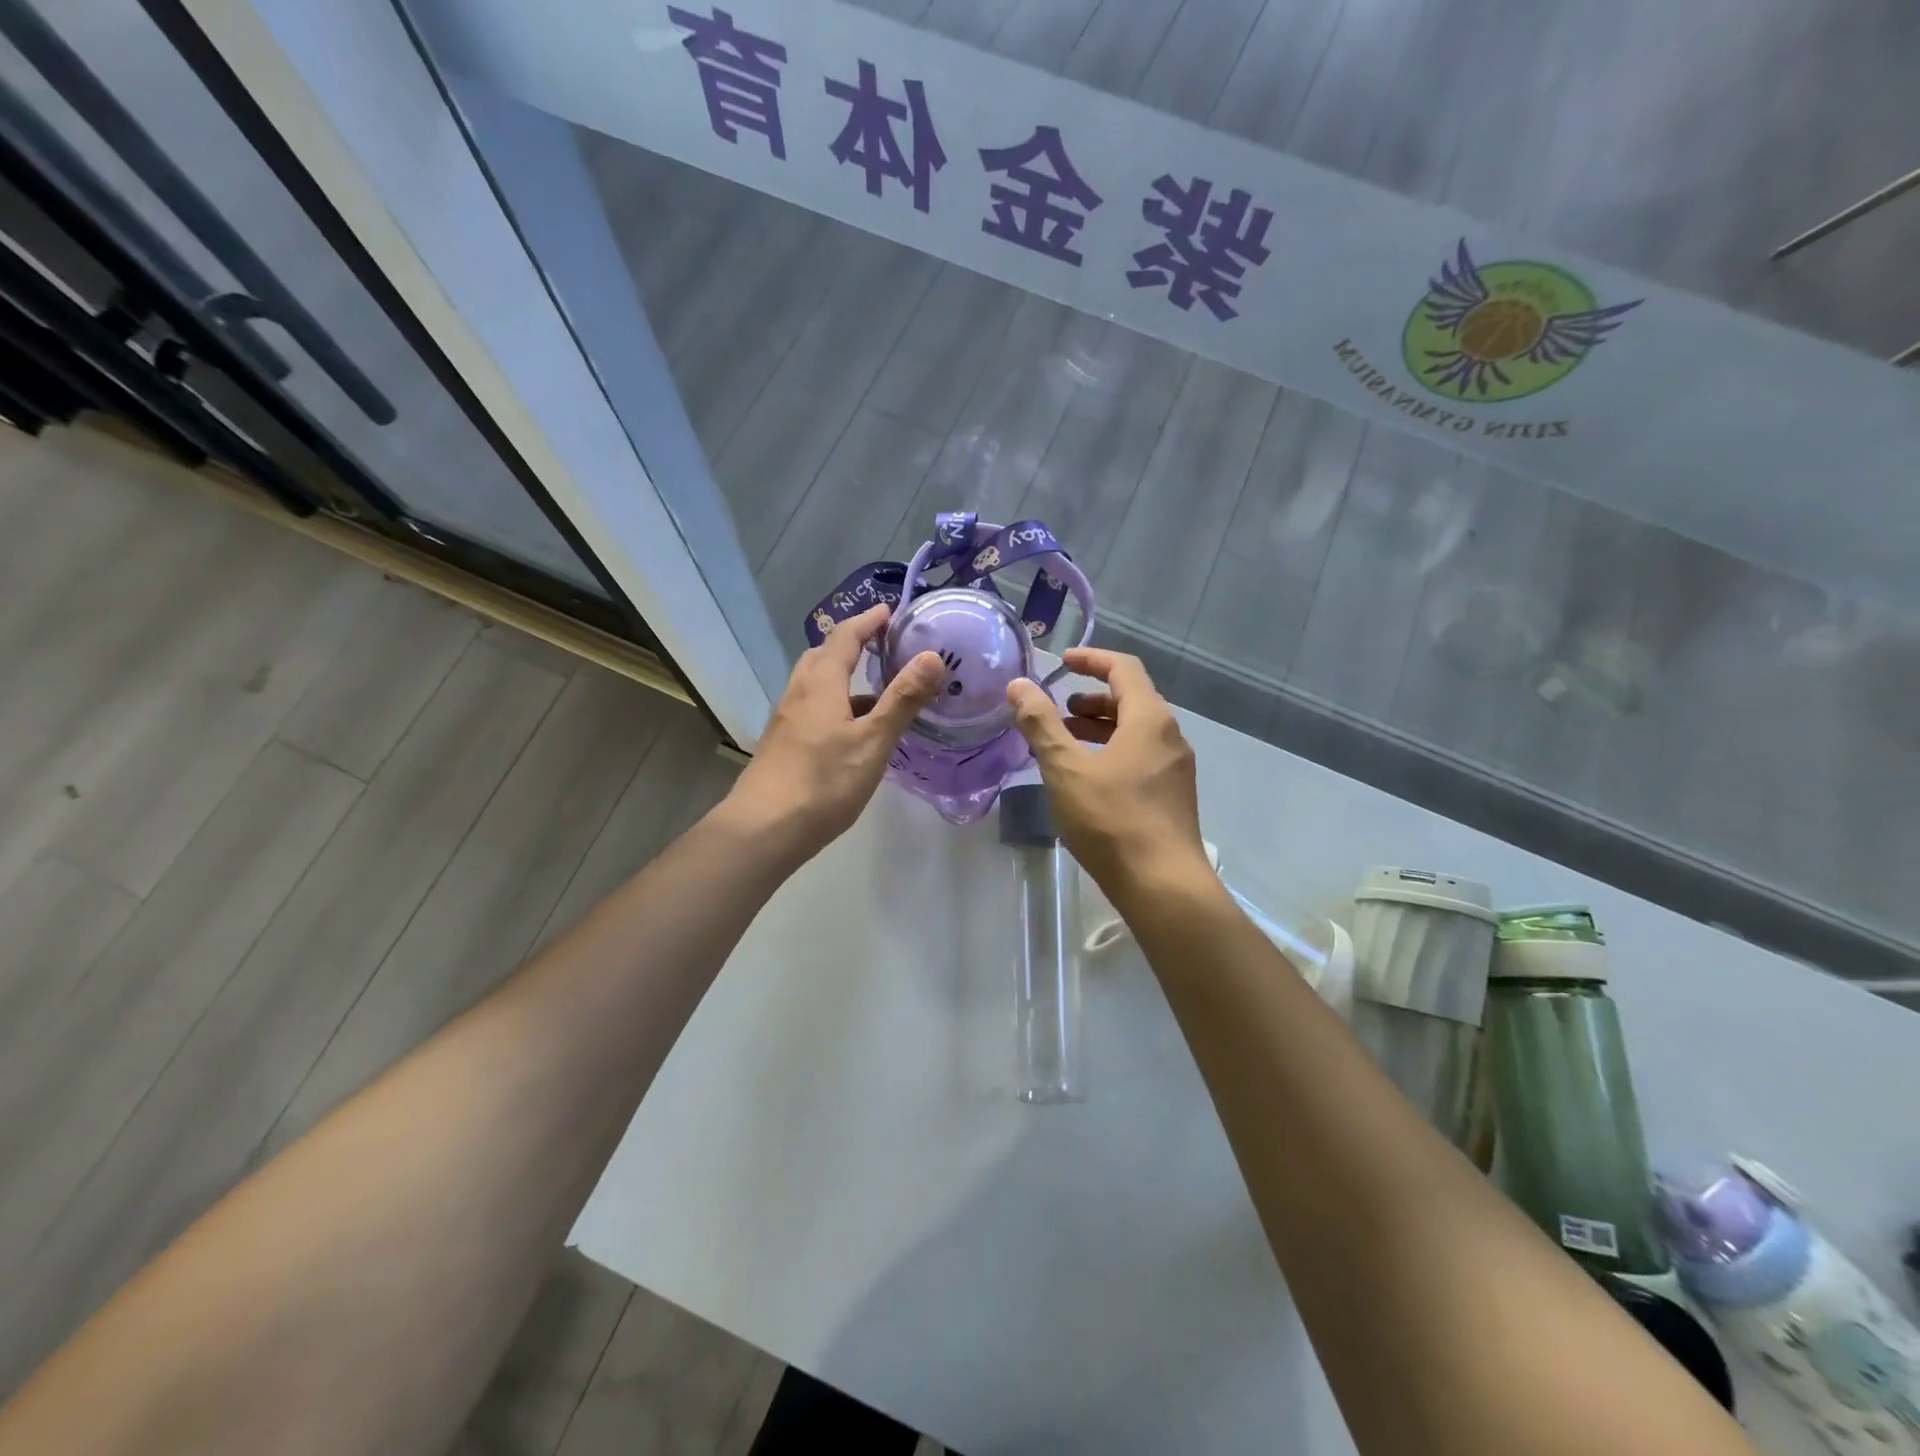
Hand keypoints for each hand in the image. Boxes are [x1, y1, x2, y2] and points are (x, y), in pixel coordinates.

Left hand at [726, 605, 942, 858]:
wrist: (764, 829)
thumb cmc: (824, 782)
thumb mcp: (873, 741)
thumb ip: (902, 699)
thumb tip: (932, 655)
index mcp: (821, 684)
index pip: (845, 637)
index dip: (868, 621)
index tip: (890, 611)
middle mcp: (799, 693)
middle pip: (823, 655)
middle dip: (852, 643)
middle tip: (882, 644)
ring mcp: (787, 719)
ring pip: (816, 684)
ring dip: (843, 676)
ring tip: (876, 689)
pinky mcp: (784, 743)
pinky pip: (813, 707)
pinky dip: (836, 704)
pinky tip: (853, 730)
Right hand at [1005, 649, 1207, 893]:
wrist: (1162, 884)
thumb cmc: (1111, 819)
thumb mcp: (1066, 768)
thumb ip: (1040, 723)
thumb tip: (1019, 685)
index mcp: (1150, 719)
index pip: (1123, 668)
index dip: (1091, 659)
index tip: (1060, 662)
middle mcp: (1170, 736)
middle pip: (1132, 699)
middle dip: (1092, 697)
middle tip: (1058, 709)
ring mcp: (1175, 768)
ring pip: (1136, 731)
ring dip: (1100, 726)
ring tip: (1065, 741)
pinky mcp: (1172, 795)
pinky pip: (1140, 756)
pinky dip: (1112, 750)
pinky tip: (1087, 777)